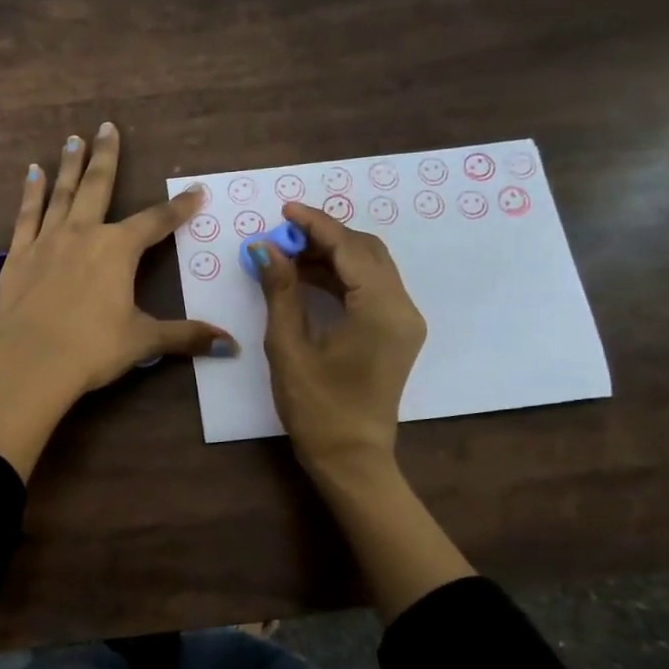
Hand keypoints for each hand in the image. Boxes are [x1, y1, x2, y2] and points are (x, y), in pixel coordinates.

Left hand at [0, 123, 234, 478]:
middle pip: (98, 186)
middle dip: (107, 156)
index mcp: (118, 249)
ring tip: (72, 140)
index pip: (156, 222)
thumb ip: (186, 336)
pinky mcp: (18, 256)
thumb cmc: (93, 349)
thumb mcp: (144, 340)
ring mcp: (47, 241)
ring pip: (61, 194)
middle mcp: (83, 234)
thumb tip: (231, 344)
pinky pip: (27, 216)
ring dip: (69, 165)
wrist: (32, 362)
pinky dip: (31, 194)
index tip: (196, 191)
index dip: (179, 207)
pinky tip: (32, 174)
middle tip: (107, 127)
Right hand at [251, 201, 425, 477]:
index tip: (284, 210)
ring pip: (370, 268)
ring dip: (333, 255)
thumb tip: (265, 248)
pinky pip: (371, 288)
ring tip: (289, 253)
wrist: (351, 458)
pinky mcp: (396, 332)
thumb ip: (281, 291)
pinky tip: (308, 277)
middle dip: (325, 236)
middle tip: (283, 234)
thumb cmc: (316, 407)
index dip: (316, 225)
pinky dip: (342, 276)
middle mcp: (402, 308)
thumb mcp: (289, 346)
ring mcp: (404, 321)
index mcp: (381, 310)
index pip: (350, 249)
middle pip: (367, 251)